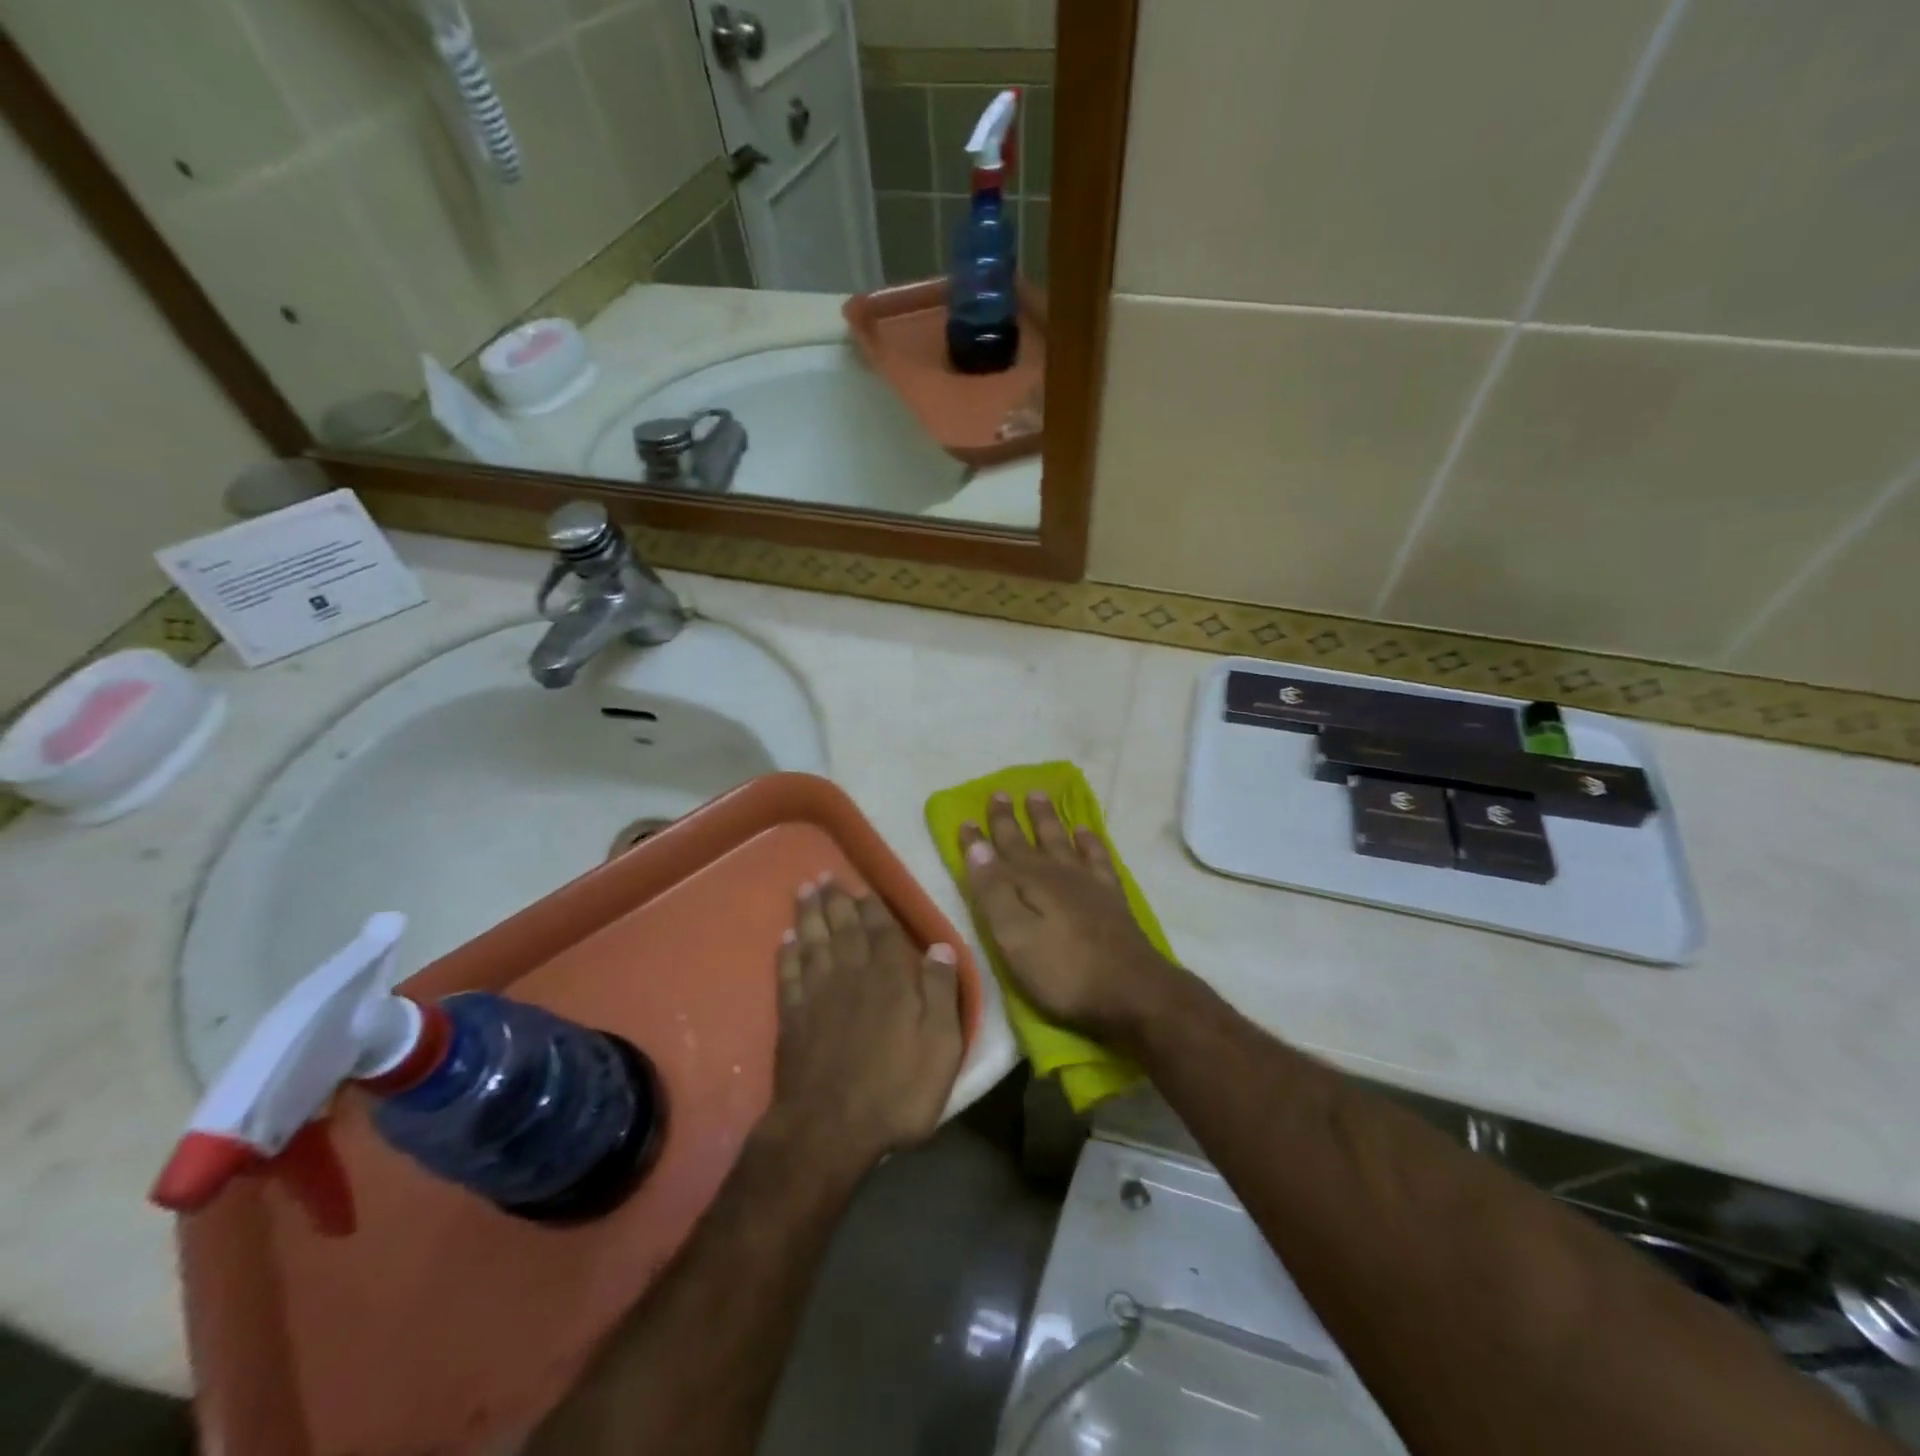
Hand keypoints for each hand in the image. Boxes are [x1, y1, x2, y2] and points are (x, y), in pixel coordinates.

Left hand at [765, 878, 965, 1169]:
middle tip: (825, 875)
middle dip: (835, 900)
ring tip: (805, 890)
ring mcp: (816, 994)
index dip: (872, 906)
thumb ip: (942, 993)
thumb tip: (941, 947)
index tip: (863, 886)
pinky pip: (788, 973)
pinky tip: (785, 938)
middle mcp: (850, 974)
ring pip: (812, 942)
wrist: (828, 1130)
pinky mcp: (792, 1017)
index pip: (881, 930)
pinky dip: (786, 952)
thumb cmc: (895, 1090)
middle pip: (842, 928)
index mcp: (889, 977)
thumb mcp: (940, 1046)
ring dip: (809, 914)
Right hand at [959, 792, 1176, 1042]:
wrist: (1131, 989)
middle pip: (1028, 840)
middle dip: (1010, 818)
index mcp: (1028, 883)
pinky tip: (1085, 831)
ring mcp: (1087, 882)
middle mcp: (1056, 873)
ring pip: (1061, 839)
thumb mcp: (1013, 938)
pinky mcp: (1110, 896)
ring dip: (1047, 818)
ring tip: (1038, 795)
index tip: (965, 819)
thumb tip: (978, 847)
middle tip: (1000, 793)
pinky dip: (1089, 841)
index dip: (978, 839)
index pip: (996, 854)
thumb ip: (993, 892)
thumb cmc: (1062, 970)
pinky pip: (1097, 856)